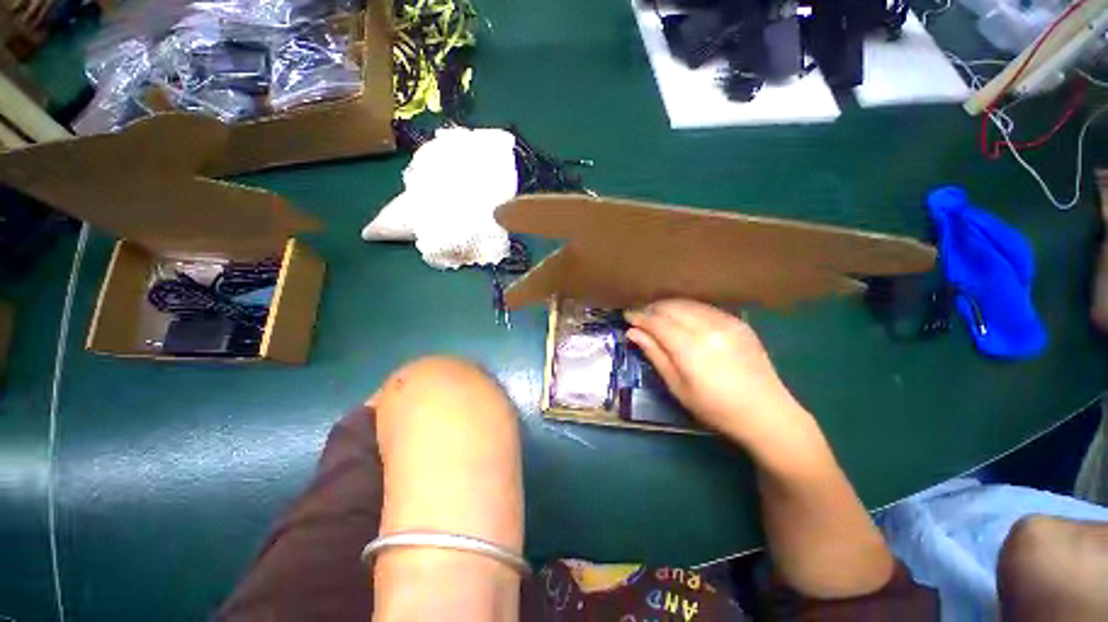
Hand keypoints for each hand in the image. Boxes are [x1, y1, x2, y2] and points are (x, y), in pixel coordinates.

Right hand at [625, 300, 820, 458]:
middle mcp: (708, 328)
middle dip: (652, 308)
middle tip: (641, 317)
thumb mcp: (678, 387)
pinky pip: (705, 307)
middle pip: (671, 307)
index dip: (639, 316)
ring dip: (668, 306)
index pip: (657, 322)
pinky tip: (683, 318)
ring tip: (658, 316)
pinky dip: (688, 309)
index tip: (627, 316)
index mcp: (691, 348)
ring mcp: (727, 322)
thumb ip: (655, 355)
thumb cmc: (716, 408)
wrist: (767, 413)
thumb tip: (633, 333)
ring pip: (688, 303)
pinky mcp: (739, 322)